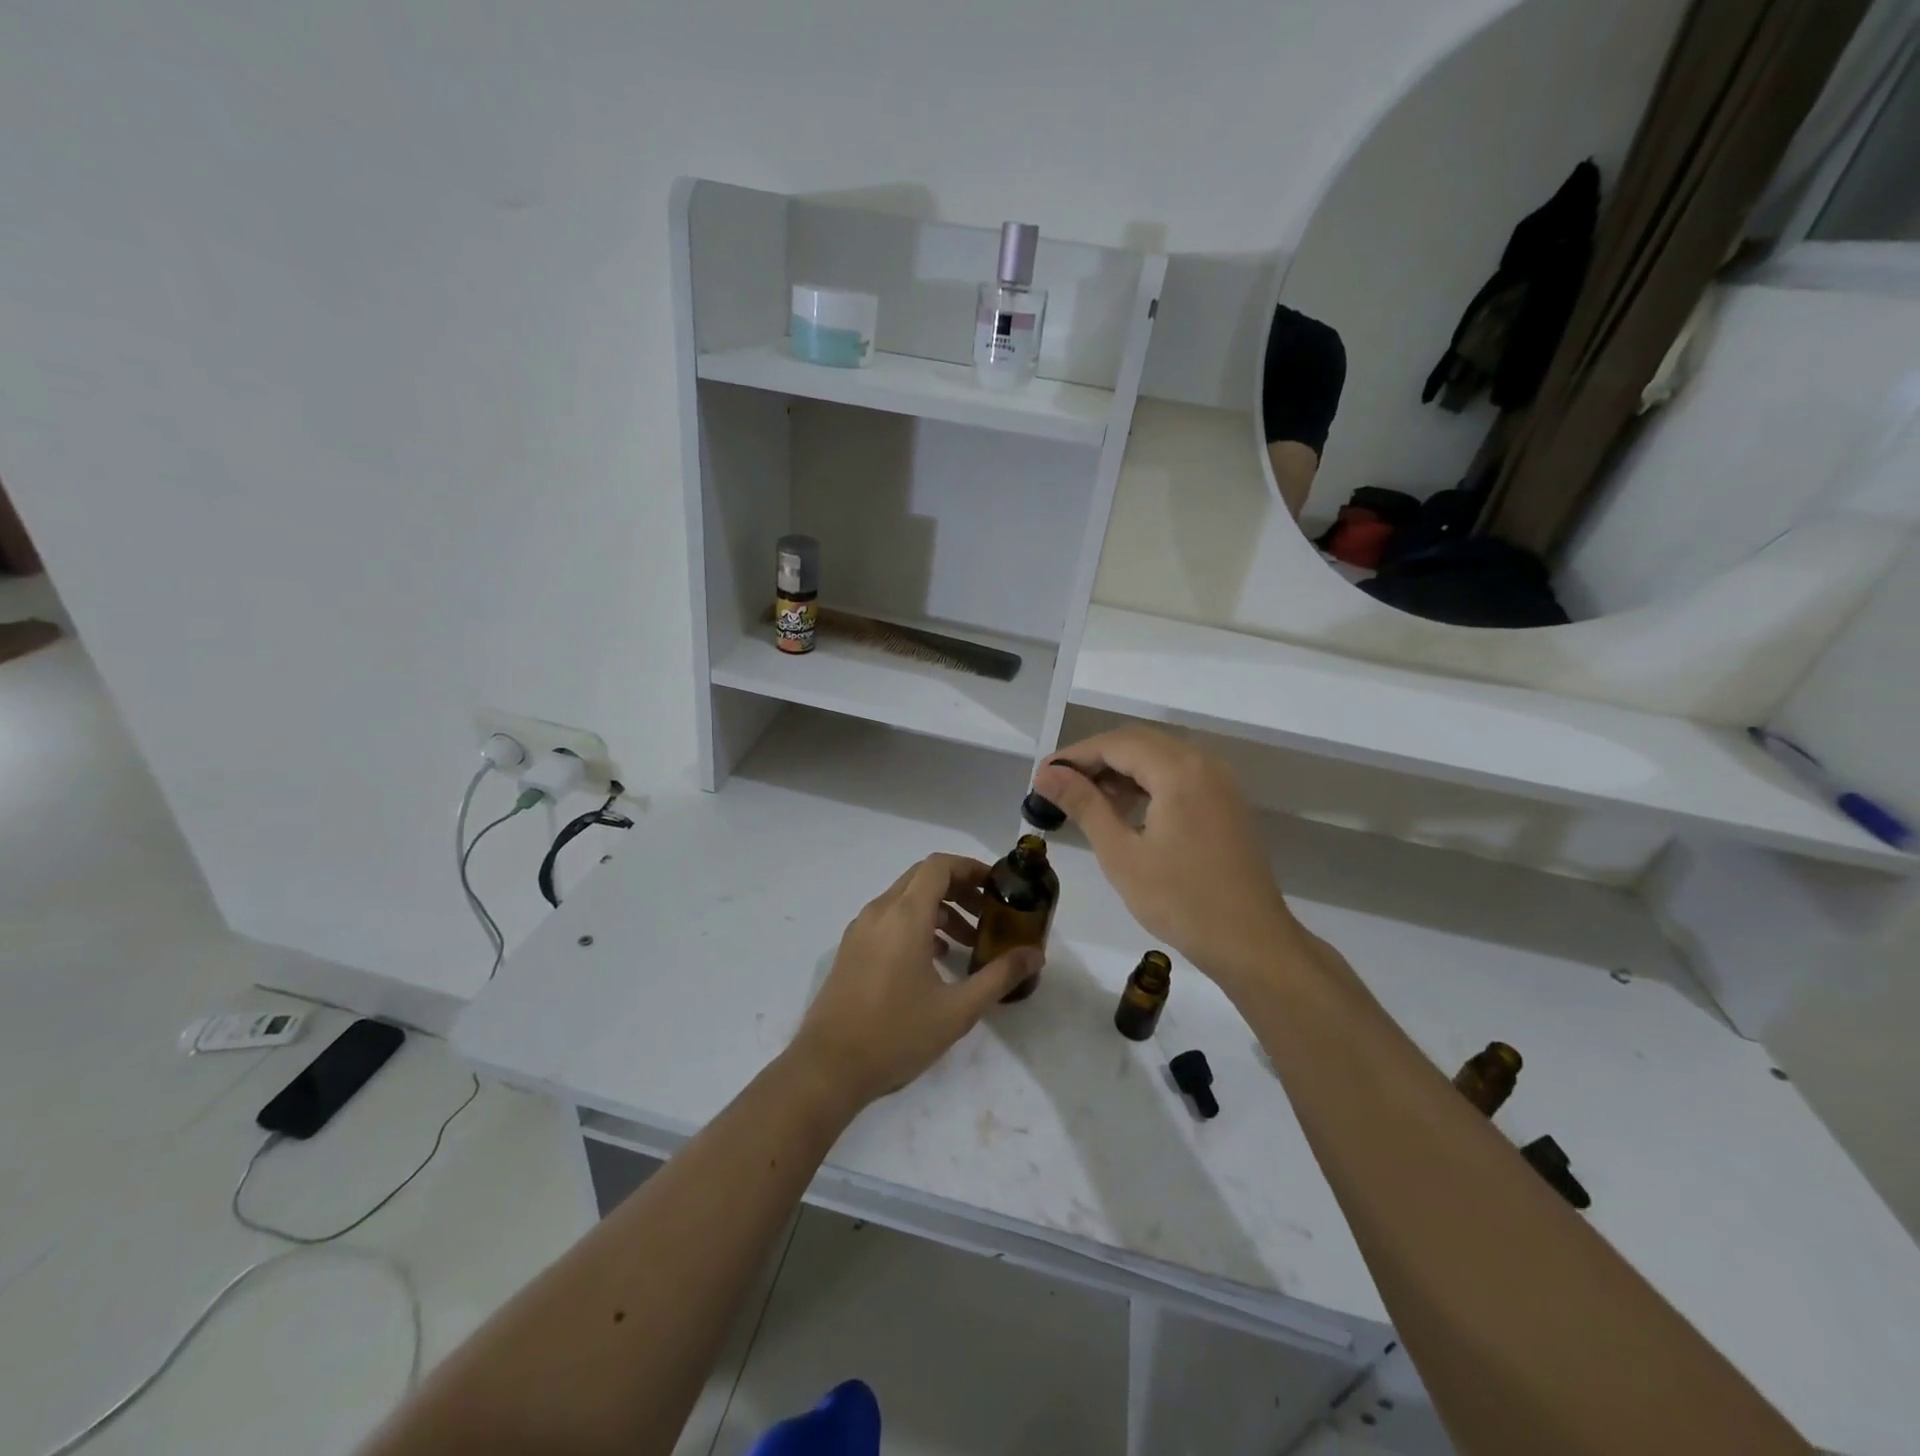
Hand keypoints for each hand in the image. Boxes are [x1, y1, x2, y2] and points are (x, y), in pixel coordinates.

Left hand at [788, 854, 1041, 1111]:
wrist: (828, 1068)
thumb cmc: (896, 1034)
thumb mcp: (958, 1010)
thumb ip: (999, 976)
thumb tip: (1035, 955)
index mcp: (904, 916)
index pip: (939, 866)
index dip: (971, 868)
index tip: (997, 887)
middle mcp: (879, 912)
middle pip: (923, 878)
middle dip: (959, 888)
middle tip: (988, 914)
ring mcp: (860, 930)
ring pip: (905, 899)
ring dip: (939, 909)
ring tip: (966, 942)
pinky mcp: (851, 949)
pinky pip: (888, 919)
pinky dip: (916, 924)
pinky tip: (934, 959)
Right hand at [1032, 726, 1295, 985]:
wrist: (1251, 942)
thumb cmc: (1181, 901)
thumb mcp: (1122, 854)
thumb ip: (1084, 805)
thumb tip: (1046, 774)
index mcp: (1179, 771)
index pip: (1115, 744)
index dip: (1074, 756)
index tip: (1041, 778)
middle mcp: (1203, 763)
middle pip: (1138, 742)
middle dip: (1095, 759)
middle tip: (1057, 787)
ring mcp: (1219, 781)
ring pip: (1158, 756)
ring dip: (1120, 770)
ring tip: (1085, 800)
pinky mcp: (1225, 800)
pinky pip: (1178, 774)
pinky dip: (1146, 781)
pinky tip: (1124, 809)